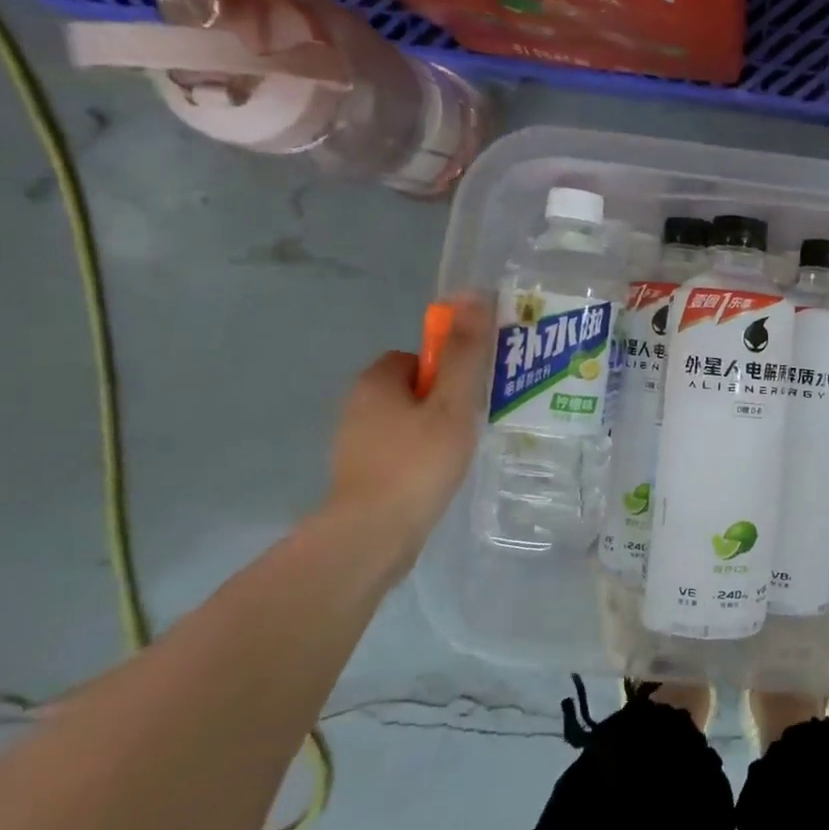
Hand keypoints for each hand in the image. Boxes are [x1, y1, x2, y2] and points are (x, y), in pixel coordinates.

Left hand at [325, 296, 493, 556]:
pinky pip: (398, 452)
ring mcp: (354, 444)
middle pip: (412, 390)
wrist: (372, 535)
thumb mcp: (452, 404)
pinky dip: (419, 459)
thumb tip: (473, 294)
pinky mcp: (359, 476)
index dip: (448, 371)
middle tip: (472, 425)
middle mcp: (357, 406)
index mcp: (376, 381)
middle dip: (443, 403)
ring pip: (405, 423)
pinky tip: (438, 478)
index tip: (469, 396)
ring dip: (433, 432)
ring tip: (461, 454)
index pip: (418, 358)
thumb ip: (465, 354)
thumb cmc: (417, 463)